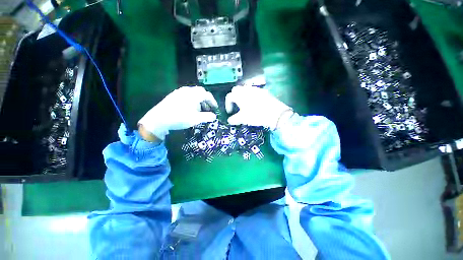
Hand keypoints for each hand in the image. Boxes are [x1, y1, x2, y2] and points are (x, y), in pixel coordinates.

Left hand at [138, 86, 217, 140]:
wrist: (159, 119)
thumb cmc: (180, 118)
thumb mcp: (196, 119)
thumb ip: (207, 117)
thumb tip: (214, 116)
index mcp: (194, 94)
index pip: (207, 95)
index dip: (213, 101)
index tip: (215, 108)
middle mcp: (187, 90)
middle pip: (200, 92)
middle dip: (206, 100)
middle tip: (208, 108)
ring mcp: (179, 92)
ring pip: (193, 93)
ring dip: (199, 100)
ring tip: (199, 109)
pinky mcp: (173, 95)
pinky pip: (186, 95)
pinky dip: (191, 100)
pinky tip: (189, 108)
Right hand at [225, 85, 292, 129]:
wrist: (275, 113)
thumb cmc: (255, 115)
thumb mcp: (243, 119)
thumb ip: (234, 119)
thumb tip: (229, 121)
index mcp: (239, 95)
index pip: (229, 97)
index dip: (227, 104)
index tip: (230, 112)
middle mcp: (246, 89)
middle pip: (236, 90)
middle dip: (234, 97)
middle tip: (236, 106)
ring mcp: (255, 89)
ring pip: (245, 89)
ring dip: (242, 95)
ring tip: (245, 104)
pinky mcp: (263, 91)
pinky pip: (254, 91)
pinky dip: (251, 95)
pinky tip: (254, 103)